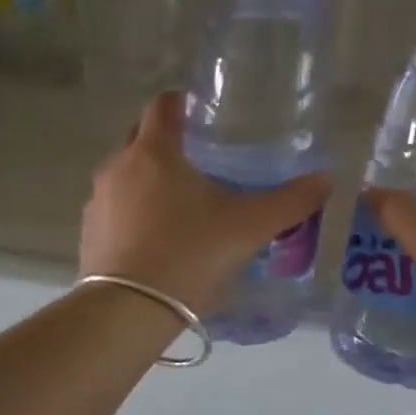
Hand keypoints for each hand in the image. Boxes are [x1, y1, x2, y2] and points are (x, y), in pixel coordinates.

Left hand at [81, 93, 331, 315]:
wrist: (128, 311)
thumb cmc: (189, 255)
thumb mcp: (248, 228)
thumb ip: (290, 202)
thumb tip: (327, 179)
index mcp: (154, 152)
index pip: (164, 105)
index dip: (184, 103)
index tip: (204, 114)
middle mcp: (118, 166)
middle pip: (141, 137)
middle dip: (167, 141)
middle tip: (200, 159)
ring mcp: (98, 201)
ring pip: (126, 175)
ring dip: (149, 179)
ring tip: (181, 203)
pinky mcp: (88, 232)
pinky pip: (114, 208)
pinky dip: (134, 212)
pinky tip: (156, 238)